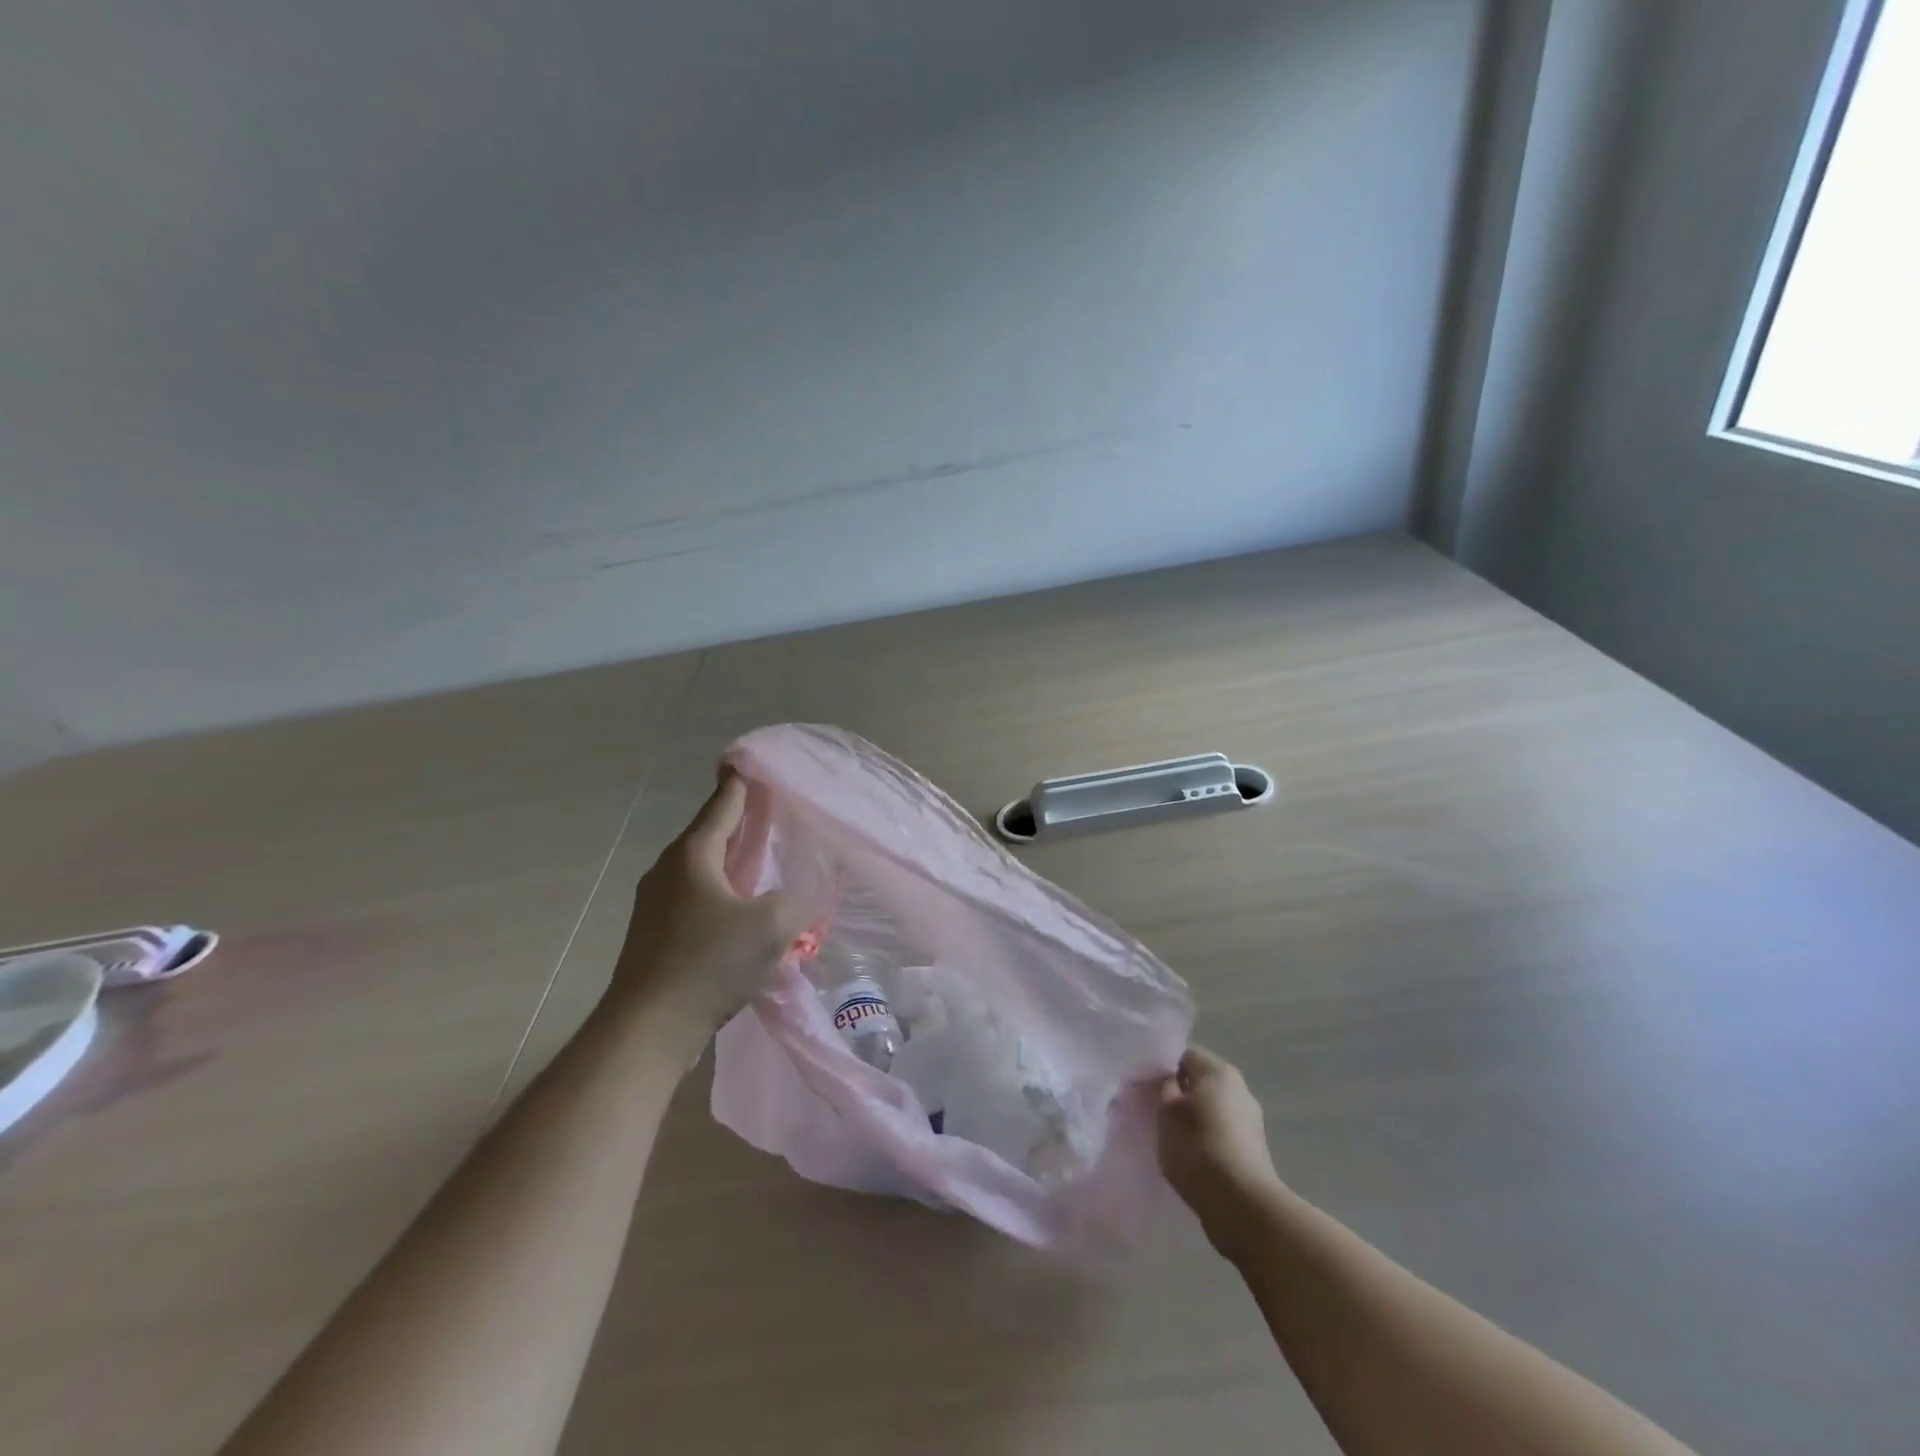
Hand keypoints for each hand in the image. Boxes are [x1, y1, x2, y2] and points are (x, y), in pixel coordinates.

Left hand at [606, 773, 808, 1050]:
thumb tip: (803, 896)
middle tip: (771, 812)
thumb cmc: (707, 963)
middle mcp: (669, 872)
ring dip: (732, 863)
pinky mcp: (656, 937)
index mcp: (692, 856)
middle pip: (710, 835)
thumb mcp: (770, 926)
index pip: (722, 806)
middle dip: (740, 823)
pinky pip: (696, 900)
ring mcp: (657, 905)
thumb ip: (796, 901)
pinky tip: (742, 912)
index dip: (740, 784)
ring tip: (762, 861)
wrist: (646, 1029)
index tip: (750, 762)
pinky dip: (722, 894)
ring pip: (702, 871)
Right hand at [1157, 1046, 1282, 1256]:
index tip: (1151, 1089)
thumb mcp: (1166, 1112)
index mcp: (1219, 1071)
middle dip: (1181, 1095)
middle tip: (1159, 1114)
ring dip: (1195, 1119)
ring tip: (1175, 1141)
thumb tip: (1172, 1083)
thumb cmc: (1198, 1148)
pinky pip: (1223, 1133)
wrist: (1242, 1206)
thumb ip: (1165, 1089)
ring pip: (1213, 1109)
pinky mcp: (1255, 1151)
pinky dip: (1208, 1141)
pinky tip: (1194, 1159)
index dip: (1165, 1069)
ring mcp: (1251, 1121)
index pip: (1185, 1055)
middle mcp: (1240, 1089)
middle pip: (1202, 1082)